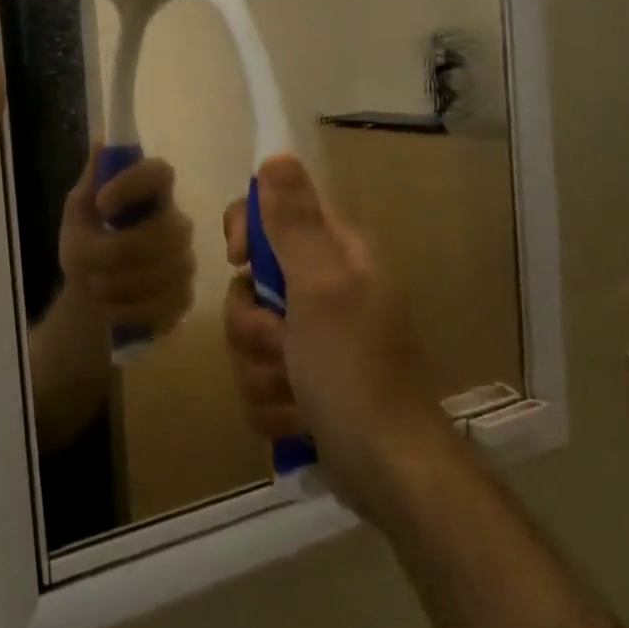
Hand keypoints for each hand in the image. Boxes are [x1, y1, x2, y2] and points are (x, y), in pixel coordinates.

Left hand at [58, 147, 195, 334]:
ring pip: (162, 274)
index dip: (134, 184)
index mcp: (152, 194)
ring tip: (93, 286)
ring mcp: (185, 263)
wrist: (91, 293)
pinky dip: (127, 310)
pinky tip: (111, 309)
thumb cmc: (88, 241)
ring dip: (116, 284)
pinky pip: (161, 306)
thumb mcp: (79, 211)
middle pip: (164, 232)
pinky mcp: (184, 298)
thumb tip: (103, 140)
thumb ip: (92, 180)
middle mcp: (177, 223)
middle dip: (116, 252)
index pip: (160, 173)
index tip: (101, 203)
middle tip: (85, 262)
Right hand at [222, 154, 442, 513]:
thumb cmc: (355, 370)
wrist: (389, 471)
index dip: (247, 231)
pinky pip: (257, 378)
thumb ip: (294, 223)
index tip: (239, 259)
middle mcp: (324, 291)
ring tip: (294, 392)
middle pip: (249, 284)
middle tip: (281, 343)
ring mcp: (312, 341)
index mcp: (336, 257)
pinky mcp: (302, 385)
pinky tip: (297, 420)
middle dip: (252, 323)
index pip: (274, 213)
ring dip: (260, 369)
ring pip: (247, 337)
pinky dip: (271, 403)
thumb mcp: (321, 287)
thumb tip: (276, 156)